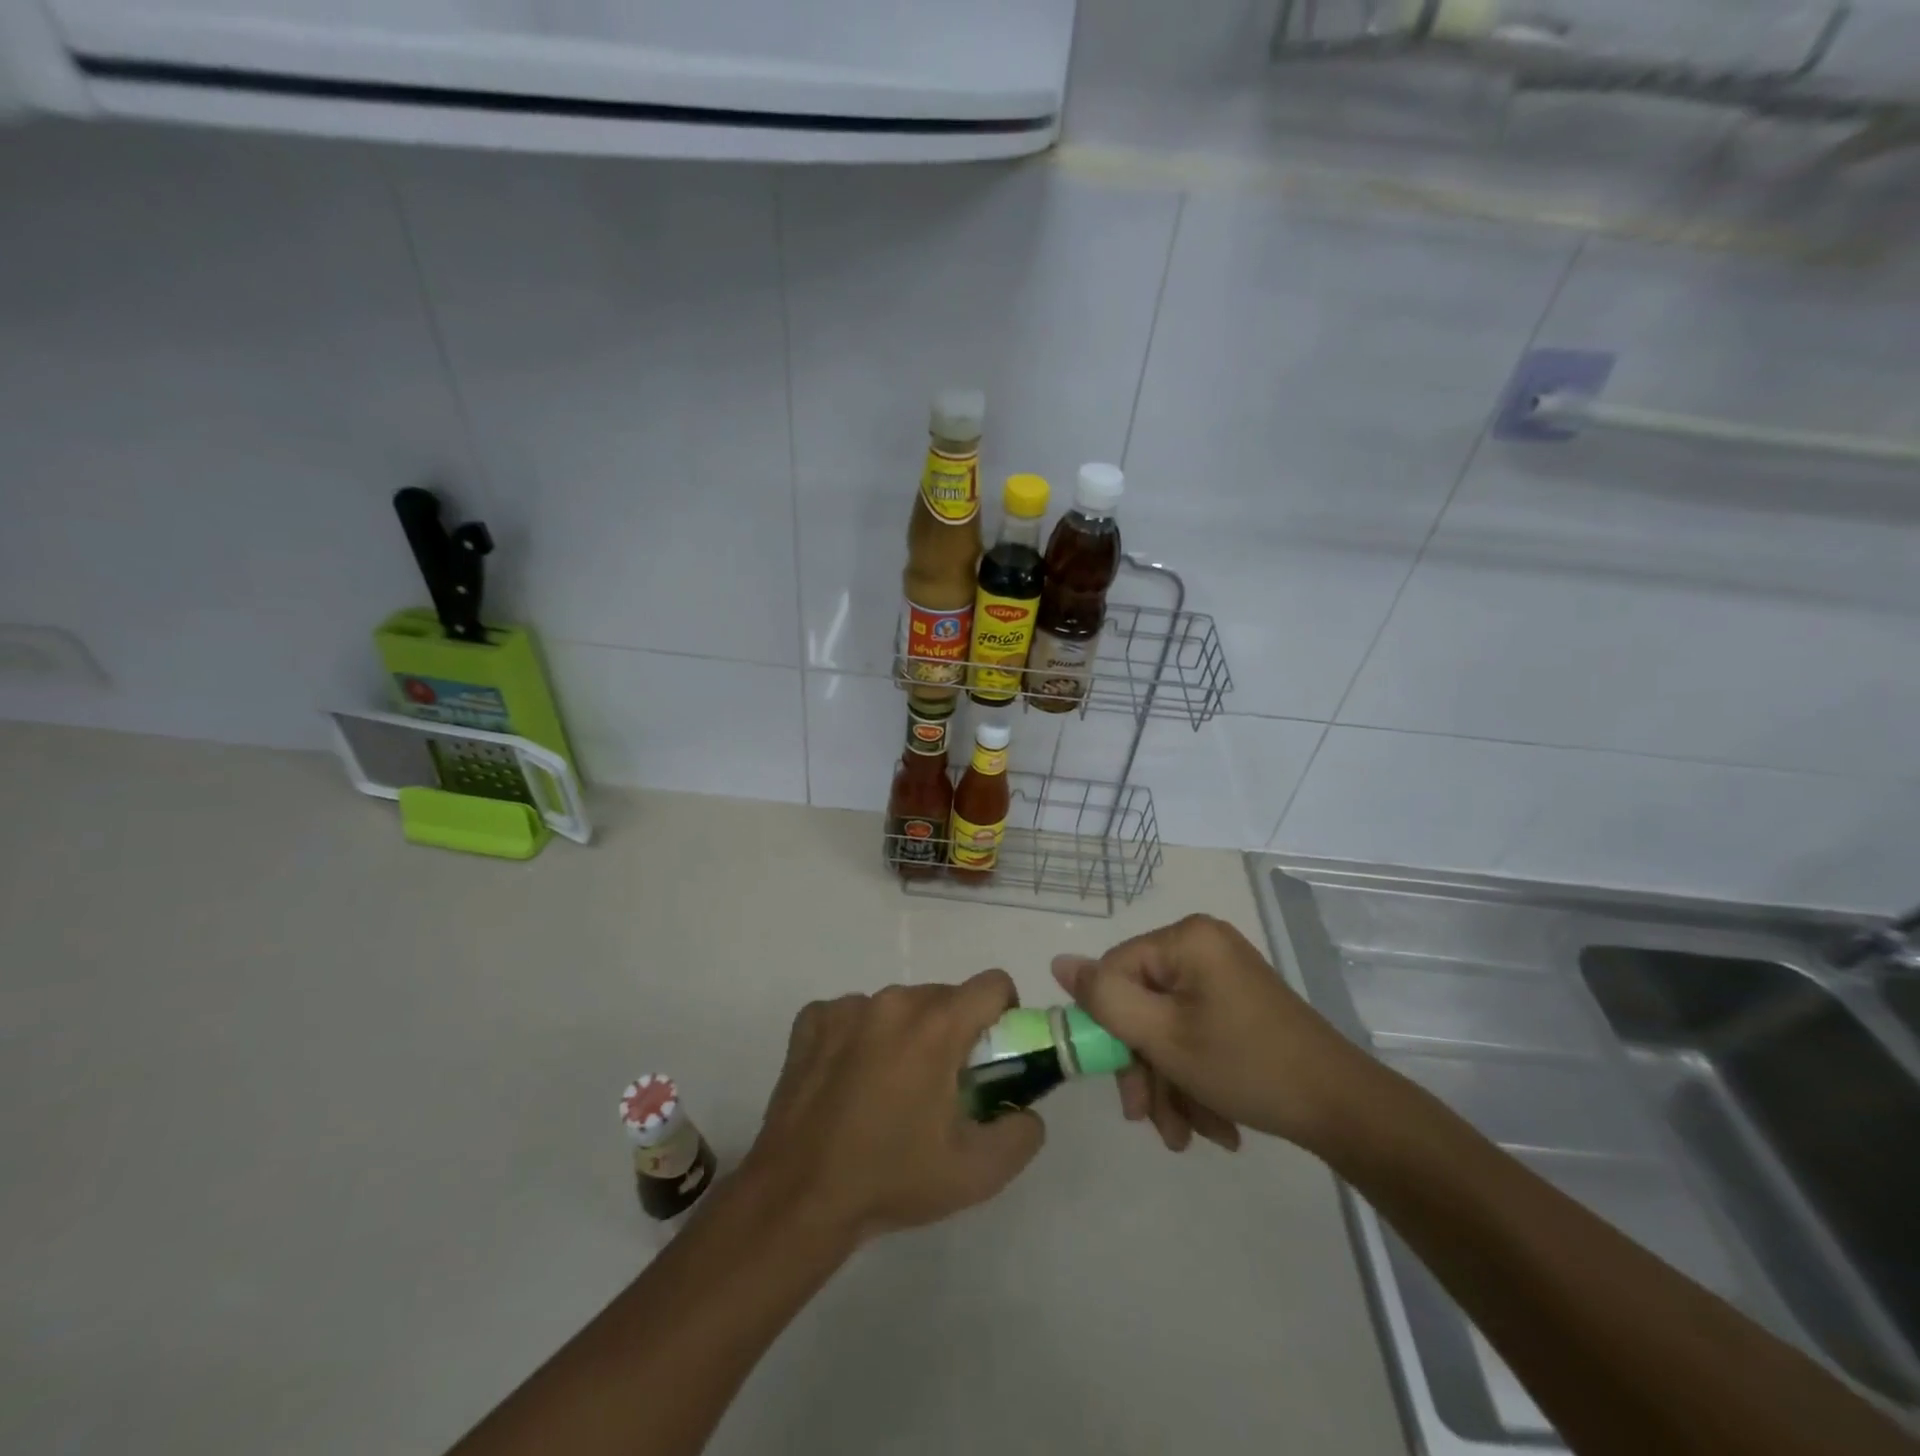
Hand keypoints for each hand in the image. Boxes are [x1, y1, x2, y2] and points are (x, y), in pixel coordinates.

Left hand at [744, 972, 1044, 1243]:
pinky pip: (853, 1015)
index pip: (991, 985)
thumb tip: (1027, 1109)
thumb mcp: (977, 1172)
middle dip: (953, 1031)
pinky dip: (860, 1038)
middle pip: (943, 997)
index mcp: (936, 1026)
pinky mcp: (812, 1020)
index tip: (993, 1051)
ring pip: (897, 1005)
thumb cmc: (892, 1179)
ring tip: (889, 1089)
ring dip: (905, 1034)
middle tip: (942, 1084)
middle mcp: (893, 1001)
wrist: (799, 1197)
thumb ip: (1021, 1133)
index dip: (1004, 1012)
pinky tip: (848, 1082)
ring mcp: (847, 1007)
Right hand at [1052, 914, 1368, 1155]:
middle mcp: (1203, 946)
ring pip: (1169, 1025)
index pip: (1116, 971)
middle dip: (1145, 1069)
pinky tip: (1212, 1124)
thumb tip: (1059, 963)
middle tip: (1149, 1121)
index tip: (1122, 1086)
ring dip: (1169, 1083)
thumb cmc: (1247, 1065)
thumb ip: (1105, 999)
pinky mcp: (1240, 1003)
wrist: (1344, 1110)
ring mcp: (1225, 975)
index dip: (1110, 1028)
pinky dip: (1196, 1077)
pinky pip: (1197, 1032)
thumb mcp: (1163, 1037)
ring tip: (1186, 1136)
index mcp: (1186, 939)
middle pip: (1143, 1003)